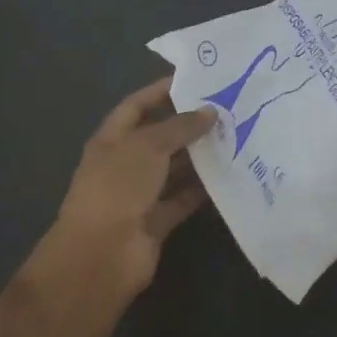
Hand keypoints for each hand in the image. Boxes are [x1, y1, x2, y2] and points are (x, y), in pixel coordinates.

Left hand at [51, 77, 215, 299]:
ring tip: (236, 136)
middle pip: (160, 136)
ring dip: (200, 155)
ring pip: (174, 168)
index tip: (196, 80)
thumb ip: (181, 126)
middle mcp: (125, 164)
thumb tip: (211, 111)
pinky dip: (203, 188)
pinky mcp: (157, 221)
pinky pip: (183, 198)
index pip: (137, 106)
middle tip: (227, 108)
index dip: (162, 91)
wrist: (101, 256)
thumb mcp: (148, 146)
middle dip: (189, 123)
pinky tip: (230, 173)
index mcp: (112, 140)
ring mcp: (140, 194)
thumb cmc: (118, 187)